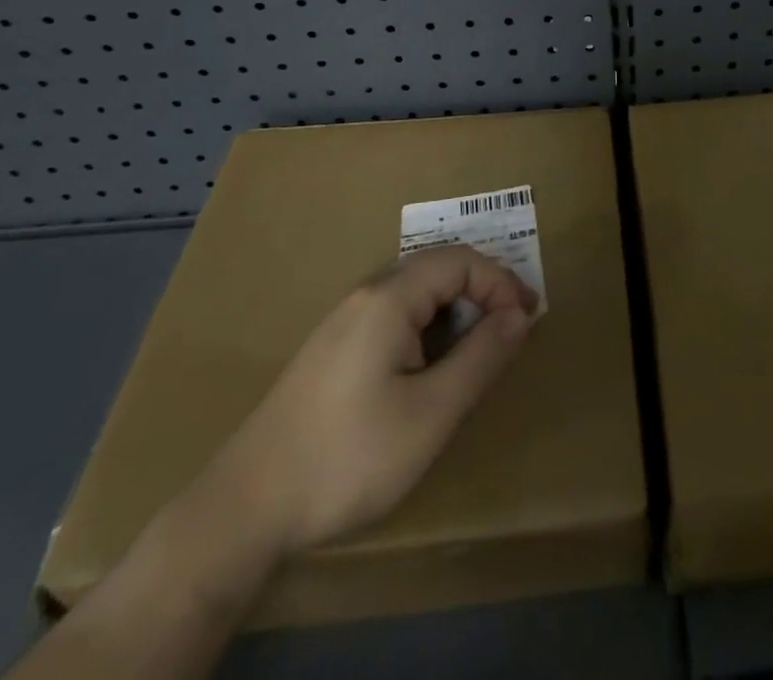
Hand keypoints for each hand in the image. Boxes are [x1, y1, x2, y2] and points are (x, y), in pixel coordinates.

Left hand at [217, 244, 538, 559]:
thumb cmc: (348, 457)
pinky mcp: (330, 349)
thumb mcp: (431, 414)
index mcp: (390, 298)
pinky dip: (427, 327)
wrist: (243, 509)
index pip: (461, 262)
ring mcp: (343, 321)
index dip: (501, 282)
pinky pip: (392, 316)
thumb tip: (519, 314)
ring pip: (414, 293)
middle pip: (437, 269)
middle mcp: (365, 295)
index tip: (529, 320)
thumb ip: (481, 357)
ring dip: (454, 311)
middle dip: (481, 292)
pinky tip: (428, 369)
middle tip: (511, 332)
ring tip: (478, 352)